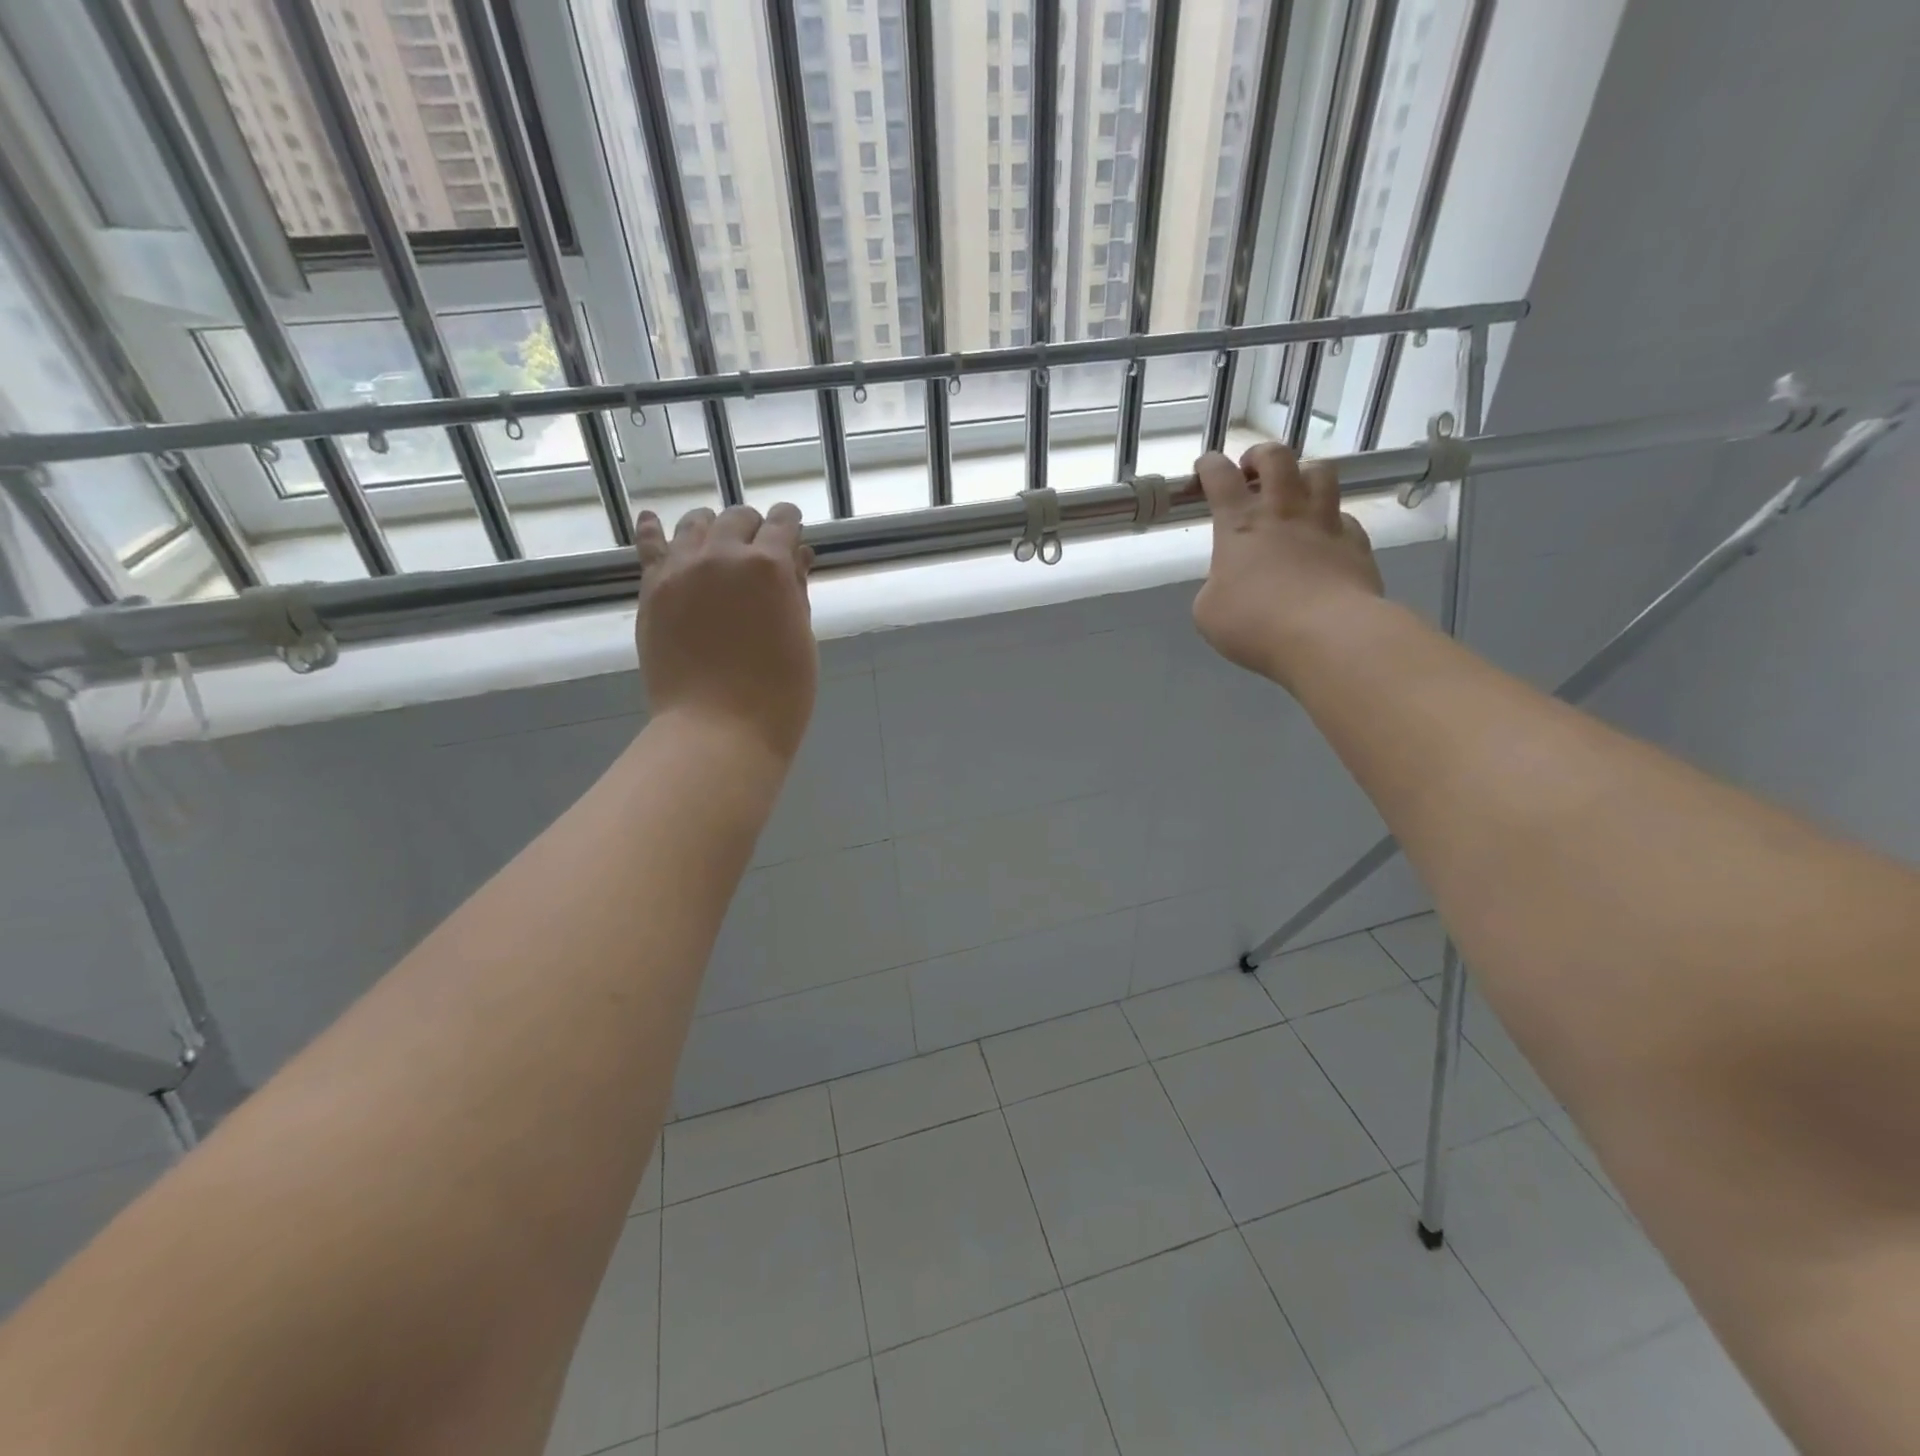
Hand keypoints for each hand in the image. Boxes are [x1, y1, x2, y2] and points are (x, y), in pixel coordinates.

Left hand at [636, 502, 818, 762]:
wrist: (717, 729)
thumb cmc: (778, 694)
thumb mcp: (801, 638)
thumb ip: (796, 591)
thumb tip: (797, 556)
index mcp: (769, 566)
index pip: (782, 523)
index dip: (790, 523)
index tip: (792, 530)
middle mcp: (723, 555)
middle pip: (738, 518)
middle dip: (754, 528)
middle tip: (760, 549)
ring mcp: (681, 569)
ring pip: (696, 523)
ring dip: (713, 527)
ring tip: (717, 543)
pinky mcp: (652, 589)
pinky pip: (649, 545)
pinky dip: (653, 529)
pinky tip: (653, 520)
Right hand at [1192, 444, 1383, 686]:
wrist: (1326, 635)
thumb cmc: (1255, 623)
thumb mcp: (1208, 611)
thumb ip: (1215, 585)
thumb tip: (1229, 582)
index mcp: (1239, 524)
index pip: (1220, 477)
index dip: (1210, 466)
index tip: (1205, 467)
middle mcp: (1283, 511)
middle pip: (1277, 457)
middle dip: (1260, 456)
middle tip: (1252, 471)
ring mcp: (1325, 523)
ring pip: (1321, 472)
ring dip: (1303, 475)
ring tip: (1295, 492)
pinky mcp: (1356, 543)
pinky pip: (1345, 518)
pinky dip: (1331, 521)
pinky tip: (1324, 538)